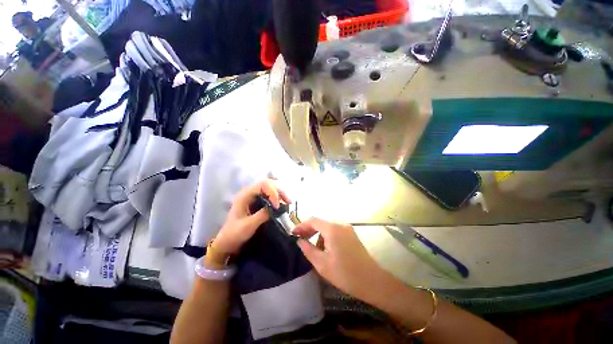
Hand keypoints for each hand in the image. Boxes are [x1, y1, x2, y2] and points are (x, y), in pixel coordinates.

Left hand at [212, 179, 289, 254]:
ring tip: (288, 202)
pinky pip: (269, 195)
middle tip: (288, 202)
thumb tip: (278, 208)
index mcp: (245, 195)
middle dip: (279, 191)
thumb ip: (263, 214)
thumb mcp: (248, 225)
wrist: (227, 242)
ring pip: (270, 188)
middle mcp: (250, 193)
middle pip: (268, 184)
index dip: (273, 192)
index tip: (277, 206)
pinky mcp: (257, 202)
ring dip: (280, 194)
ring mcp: (253, 197)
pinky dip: (278, 198)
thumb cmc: (234, 234)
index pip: (263, 185)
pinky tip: (282, 205)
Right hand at [292, 218, 386, 302]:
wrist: (372, 281)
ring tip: (313, 247)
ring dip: (318, 234)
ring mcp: (347, 229)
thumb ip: (308, 249)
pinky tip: (325, 248)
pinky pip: (335, 231)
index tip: (293, 233)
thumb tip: (300, 241)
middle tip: (300, 240)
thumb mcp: (322, 264)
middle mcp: (340, 225)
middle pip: (321, 223)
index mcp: (332, 229)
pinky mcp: (352, 235)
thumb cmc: (345, 274)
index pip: (313, 220)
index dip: (301, 225)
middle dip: (309, 230)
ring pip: (328, 227)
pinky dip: (327, 237)